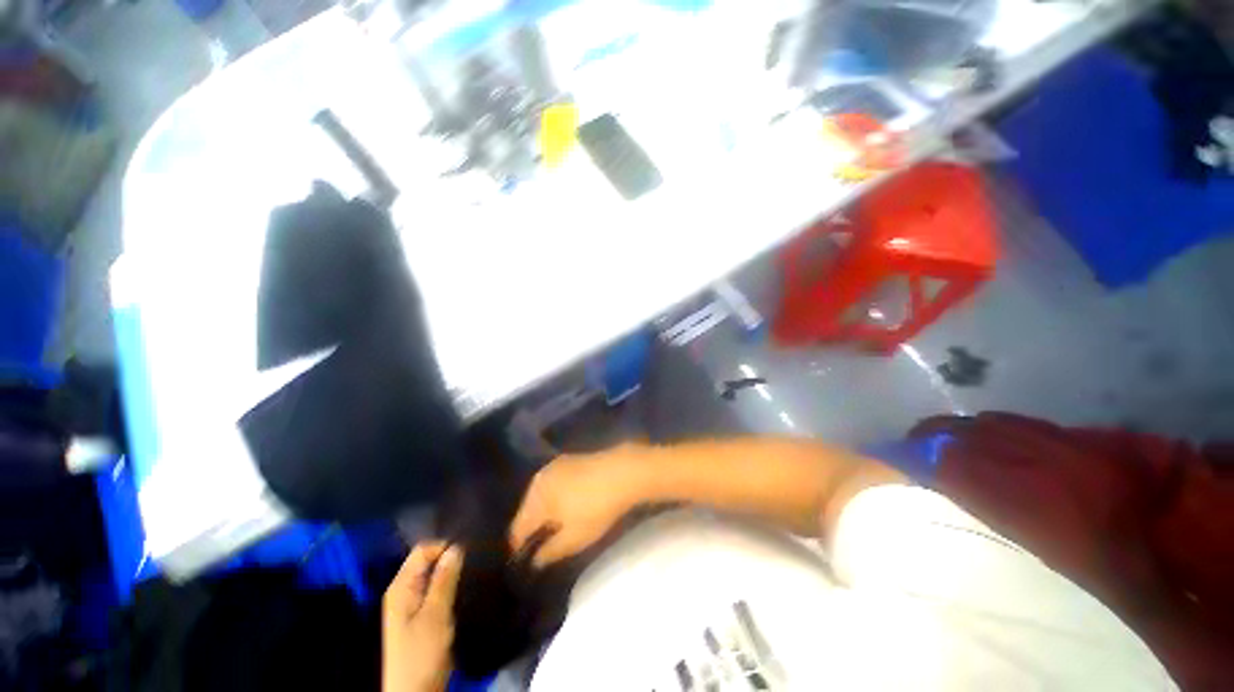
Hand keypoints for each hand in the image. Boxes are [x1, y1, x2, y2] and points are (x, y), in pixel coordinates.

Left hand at [382, 542, 462, 691]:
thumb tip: (456, 547)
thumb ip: (444, 580)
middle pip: (428, 562)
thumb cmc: (421, 653)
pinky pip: (436, 592)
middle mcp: (403, 592)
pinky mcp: (420, 618)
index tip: (471, 546)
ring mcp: (411, 606)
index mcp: (401, 587)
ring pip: (434, 577)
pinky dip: (450, 588)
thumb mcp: (435, 615)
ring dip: (452, 574)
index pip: (423, 549)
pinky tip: (465, 588)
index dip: (446, 544)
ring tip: (476, 570)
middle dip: (451, 558)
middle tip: (477, 557)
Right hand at [510, 444, 654, 567]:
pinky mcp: (569, 459)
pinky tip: (567, 503)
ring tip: (555, 525)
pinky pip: (553, 482)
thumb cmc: (596, 508)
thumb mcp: (574, 538)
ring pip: (540, 494)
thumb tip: (535, 561)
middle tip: (542, 544)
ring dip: (543, 509)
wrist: (622, 471)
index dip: (519, 547)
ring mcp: (554, 466)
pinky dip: (555, 495)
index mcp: (535, 499)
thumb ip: (550, 552)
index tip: (525, 560)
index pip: (517, 528)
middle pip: (527, 509)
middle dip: (532, 526)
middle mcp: (539, 479)